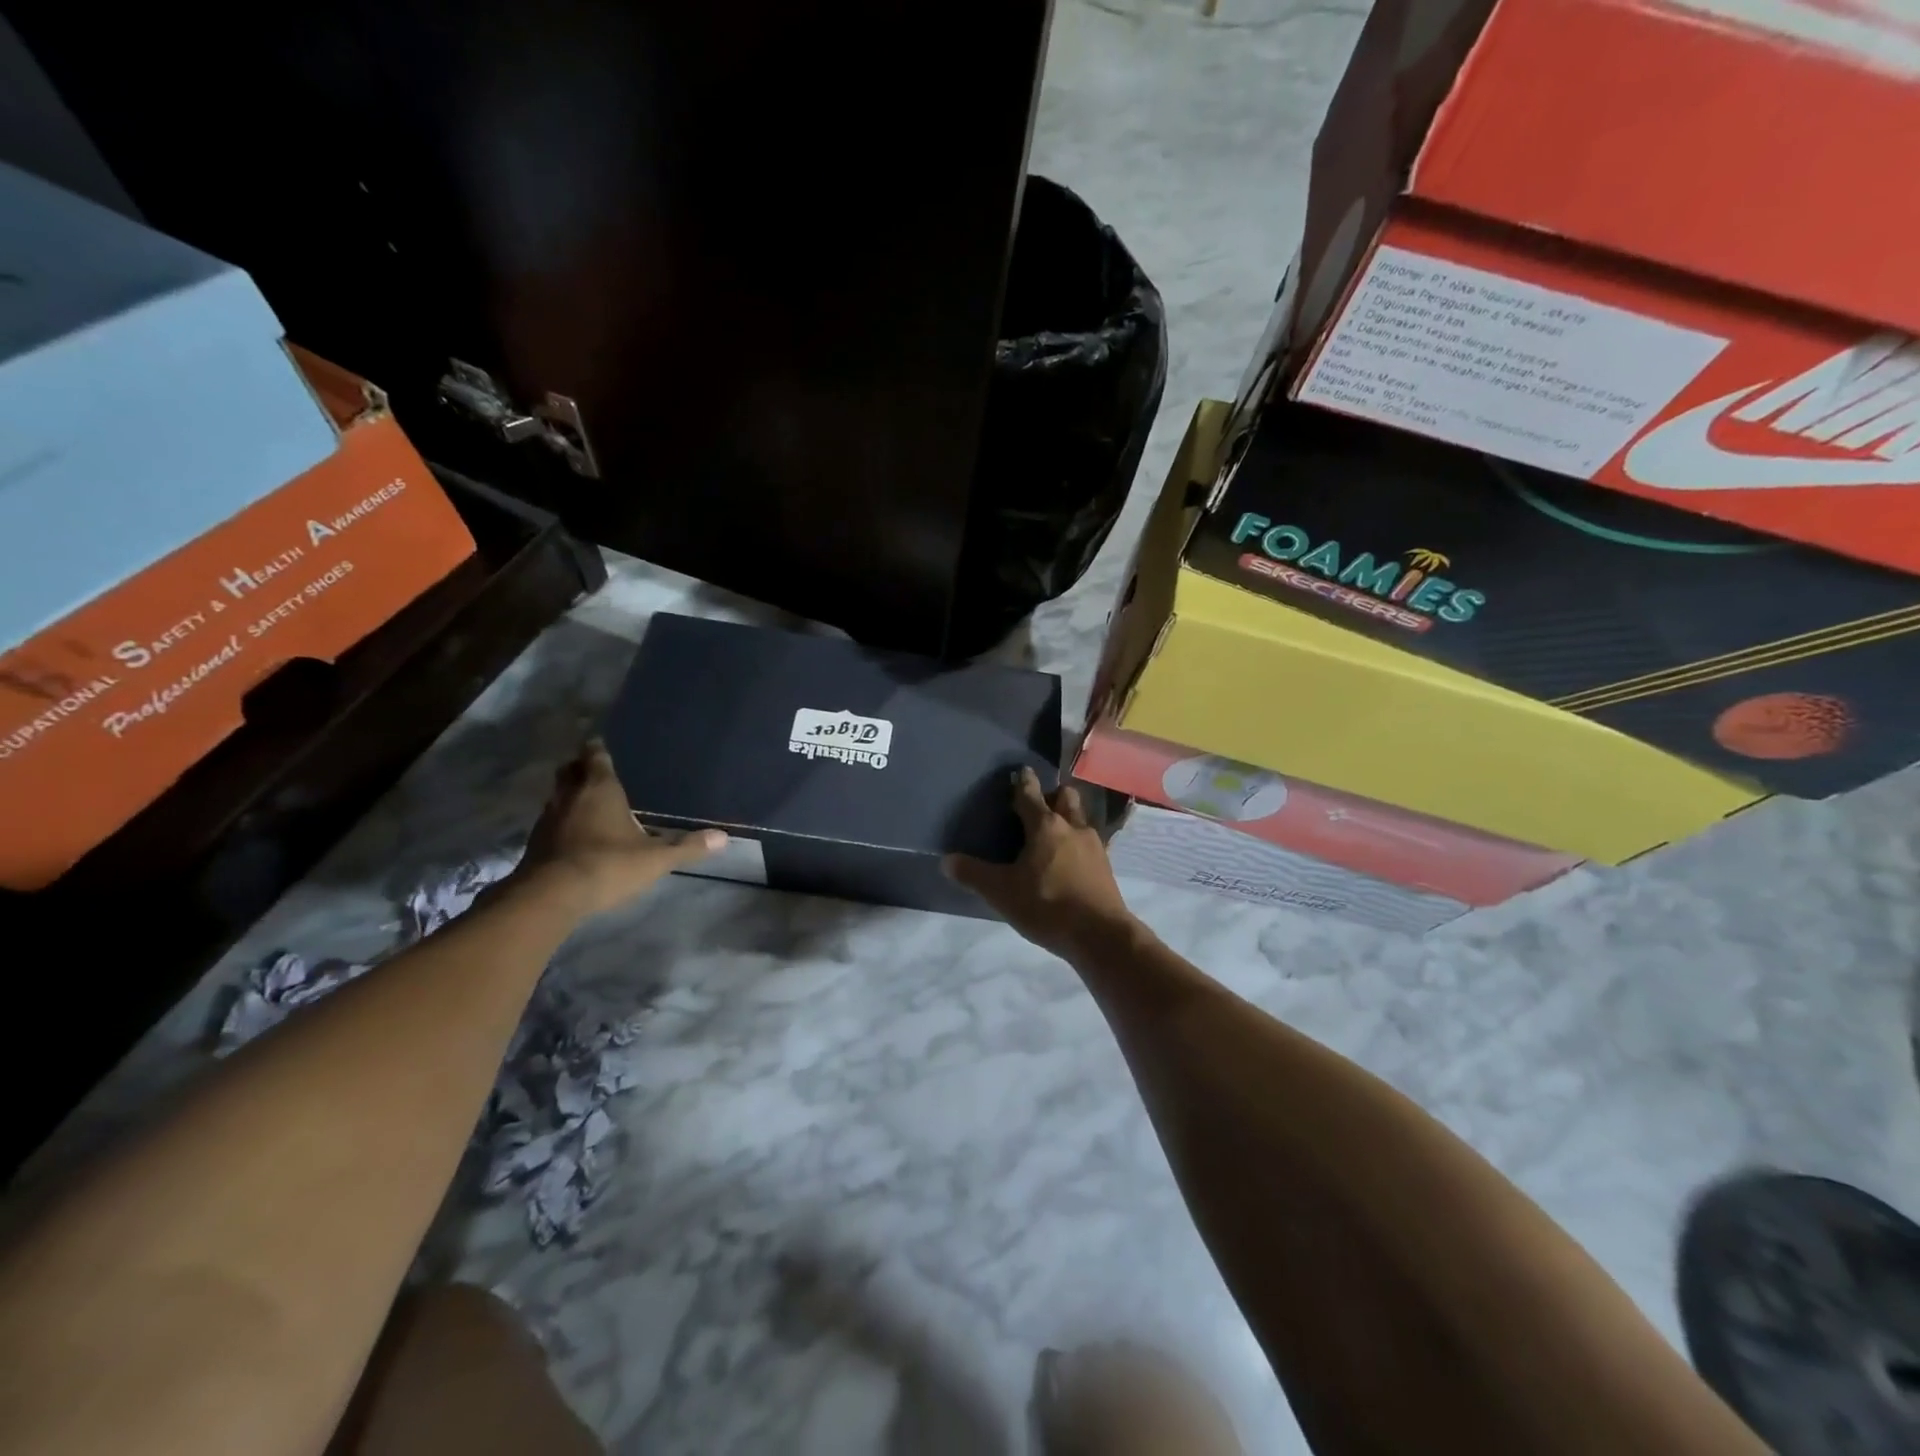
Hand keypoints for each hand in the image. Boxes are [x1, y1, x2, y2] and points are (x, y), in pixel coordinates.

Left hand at [515, 740, 725, 919]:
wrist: (551, 896)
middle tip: (595, 770)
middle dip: (581, 767)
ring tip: (587, 802)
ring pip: (558, 795)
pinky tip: (575, 834)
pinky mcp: (535, 842)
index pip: (596, 756)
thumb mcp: (655, 859)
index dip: (599, 750)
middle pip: (571, 770)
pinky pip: (551, 820)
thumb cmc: (608, 865)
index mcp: (600, 789)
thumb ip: (687, 847)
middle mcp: (570, 796)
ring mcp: (548, 818)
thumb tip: (723, 838)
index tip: (603, 745)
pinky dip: (562, 821)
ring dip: (570, 795)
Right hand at [944, 767, 1138, 961]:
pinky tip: (1069, 860)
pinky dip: (1077, 844)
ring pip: (1080, 819)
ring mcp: (1094, 846)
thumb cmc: (1047, 905)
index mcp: (1045, 826)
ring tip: (1053, 832)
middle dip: (1053, 795)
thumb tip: (947, 860)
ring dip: (1068, 818)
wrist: (1100, 935)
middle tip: (1038, 804)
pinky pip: (1089, 843)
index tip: (1021, 770)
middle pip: (1065, 798)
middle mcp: (1072, 827)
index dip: (1023, 782)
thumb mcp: (1002, 892)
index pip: (1030, 795)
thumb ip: (974, 874)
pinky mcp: (1106, 866)